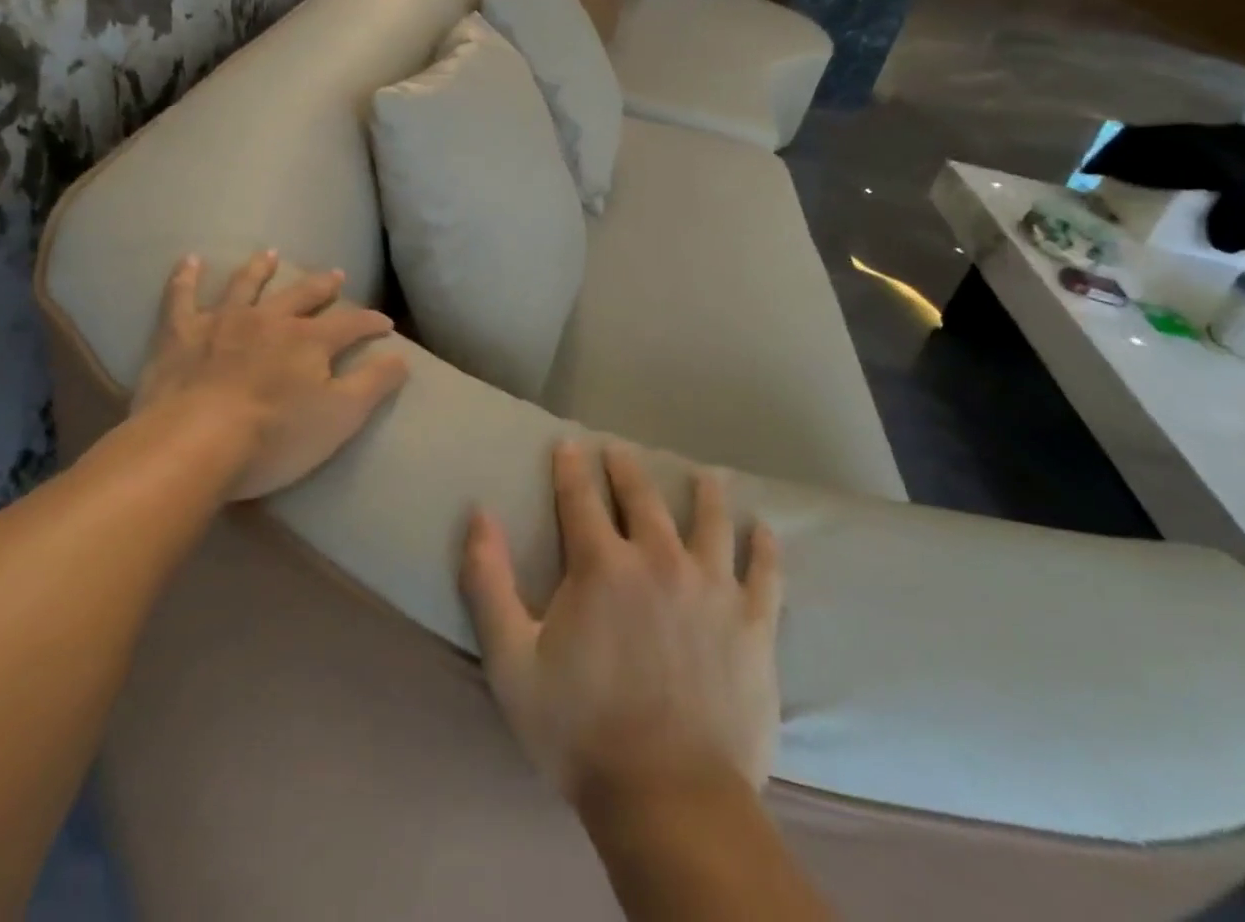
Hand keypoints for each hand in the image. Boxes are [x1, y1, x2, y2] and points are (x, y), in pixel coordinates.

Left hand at [130, 251, 409, 499]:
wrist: (194, 444)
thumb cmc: (274, 437)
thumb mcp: (340, 417)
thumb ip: (374, 384)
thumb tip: (402, 356)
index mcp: (310, 340)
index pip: (351, 324)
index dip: (371, 322)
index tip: (386, 324)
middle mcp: (270, 320)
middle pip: (302, 295)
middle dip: (322, 286)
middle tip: (336, 275)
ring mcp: (223, 322)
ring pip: (246, 286)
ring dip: (260, 269)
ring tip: (269, 254)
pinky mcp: (180, 335)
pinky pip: (181, 297)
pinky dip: (185, 278)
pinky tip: (189, 260)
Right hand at [460, 442, 782, 806]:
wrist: (671, 801)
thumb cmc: (581, 731)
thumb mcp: (512, 662)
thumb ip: (488, 582)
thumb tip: (479, 515)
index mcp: (602, 565)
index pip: (580, 498)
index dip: (571, 467)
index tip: (569, 444)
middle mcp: (659, 559)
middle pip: (643, 497)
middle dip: (627, 468)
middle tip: (622, 449)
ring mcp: (712, 588)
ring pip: (711, 520)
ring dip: (704, 492)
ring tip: (703, 474)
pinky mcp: (753, 623)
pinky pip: (765, 572)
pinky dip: (764, 547)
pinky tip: (764, 529)